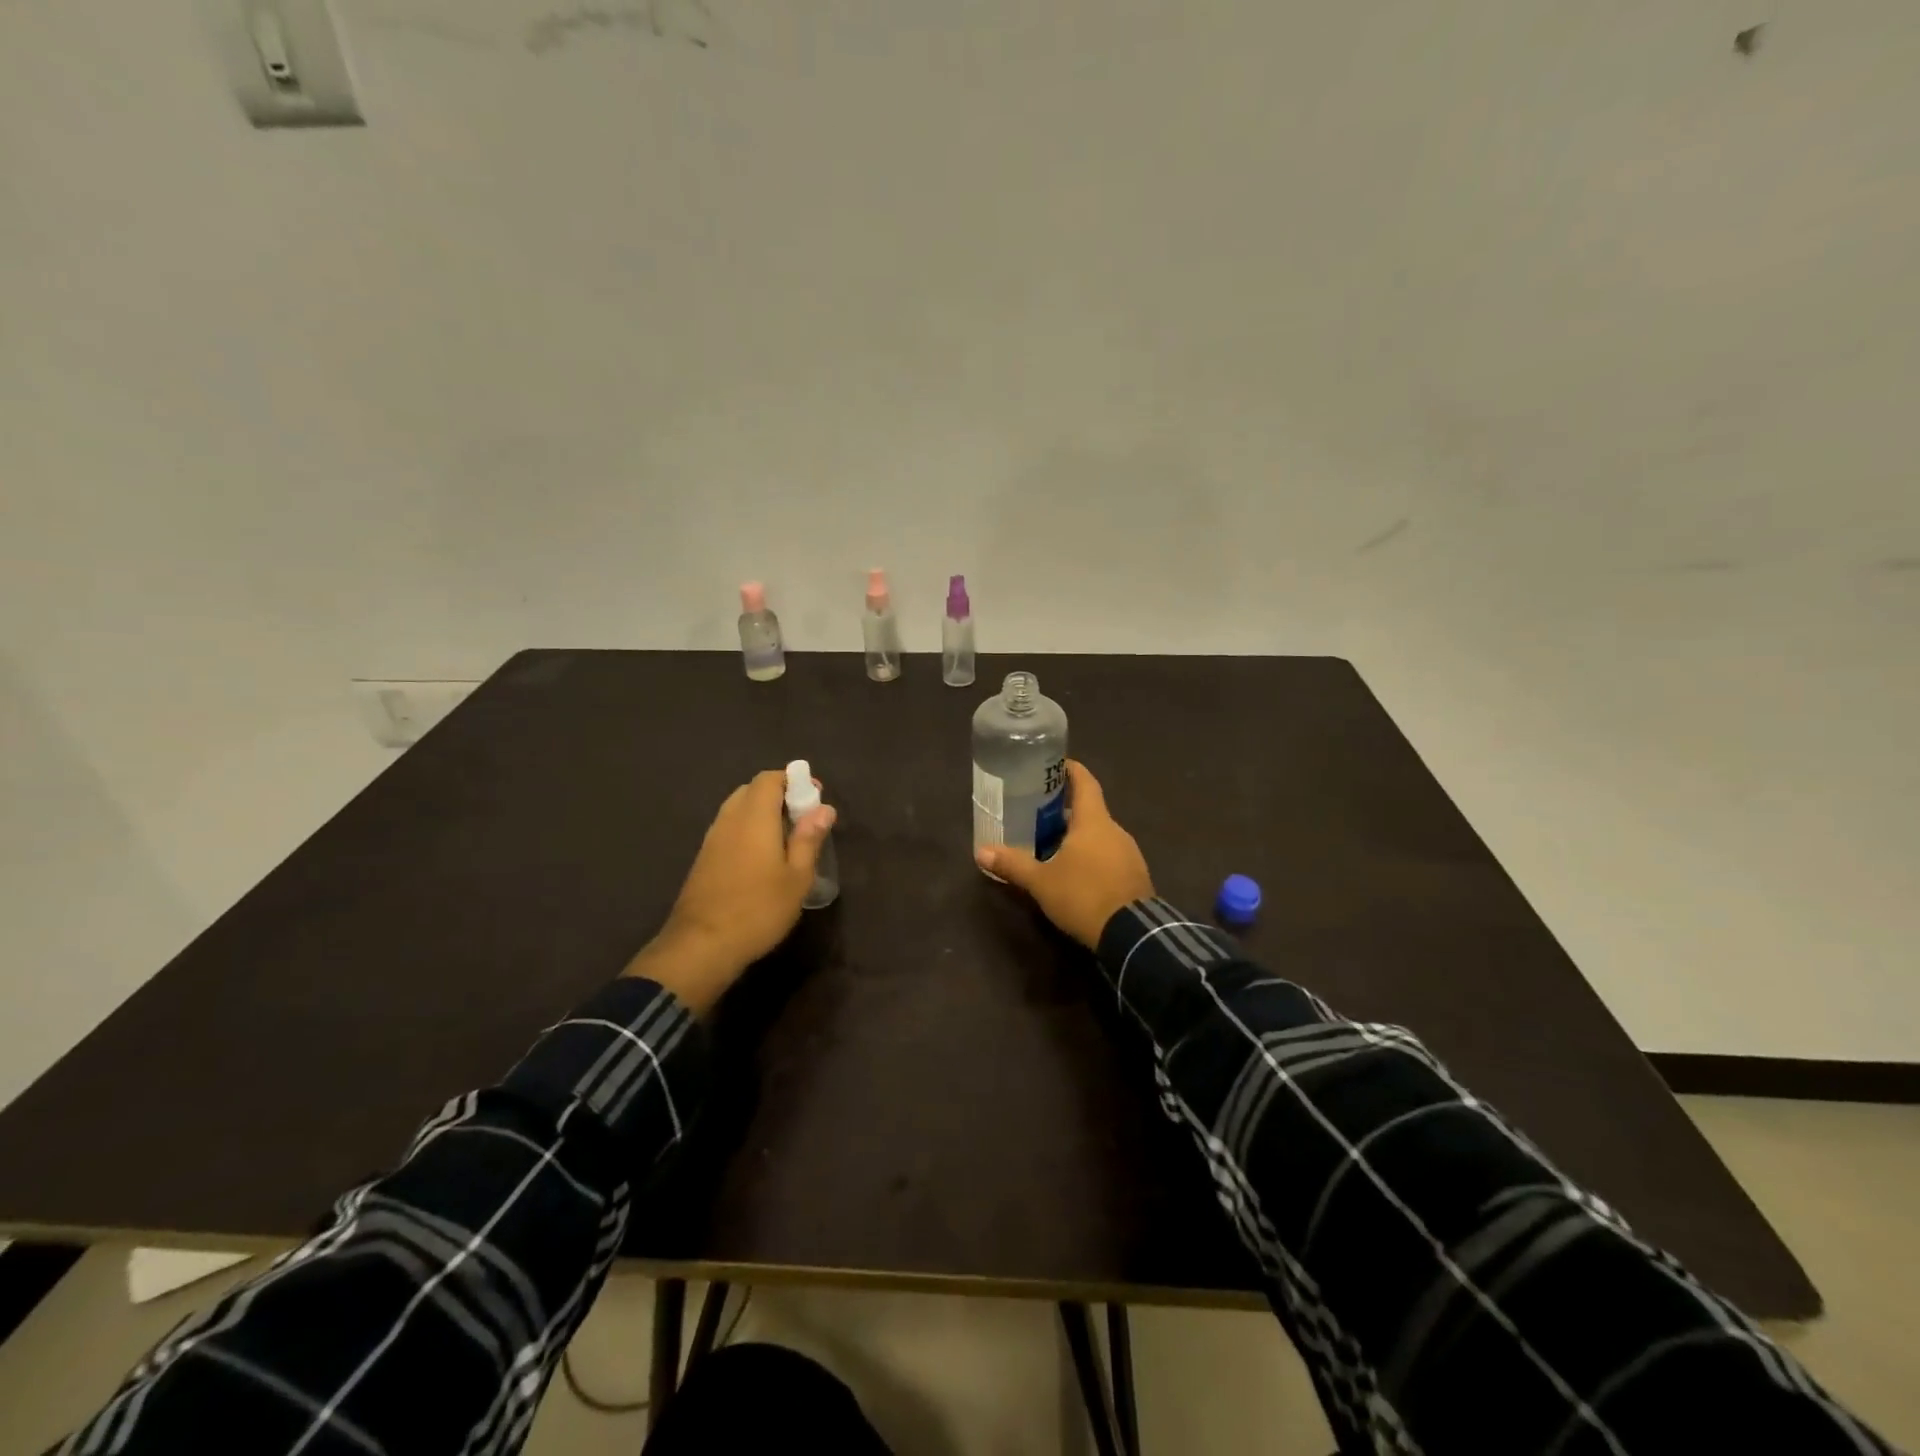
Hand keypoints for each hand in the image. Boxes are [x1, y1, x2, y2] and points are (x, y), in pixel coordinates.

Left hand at [624, 770, 836, 1013]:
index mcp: (754, 817)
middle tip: (802, 819)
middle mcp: (729, 819)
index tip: (814, 798)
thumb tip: (823, 808)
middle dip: (779, 795)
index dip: (793, 780)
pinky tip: (762, 858)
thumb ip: (809, 838)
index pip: (769, 778)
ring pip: (738, 809)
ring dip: (762, 813)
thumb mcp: (797, 877)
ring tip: (786, 839)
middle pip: (752, 790)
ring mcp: (712, 838)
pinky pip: (729, 828)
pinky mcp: (703, 858)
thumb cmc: (758, 909)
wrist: (701, 945)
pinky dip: (748, 830)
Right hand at [975, 761, 1153, 947]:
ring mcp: (1129, 854)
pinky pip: (1109, 857)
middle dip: (1066, 810)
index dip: (1071, 770)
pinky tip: (1075, 873)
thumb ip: (1013, 864)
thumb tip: (981, 851)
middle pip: (1090, 810)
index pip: (1085, 782)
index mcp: (1094, 821)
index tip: (1054, 765)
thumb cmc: (1084, 895)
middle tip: (1038, 813)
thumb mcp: (1041, 881)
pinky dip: (1091, 857)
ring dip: (1078, 836)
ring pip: (1099, 836)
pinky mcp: (1134, 877)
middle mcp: (1115, 831)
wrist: (1132, 934)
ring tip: (1051, 845)